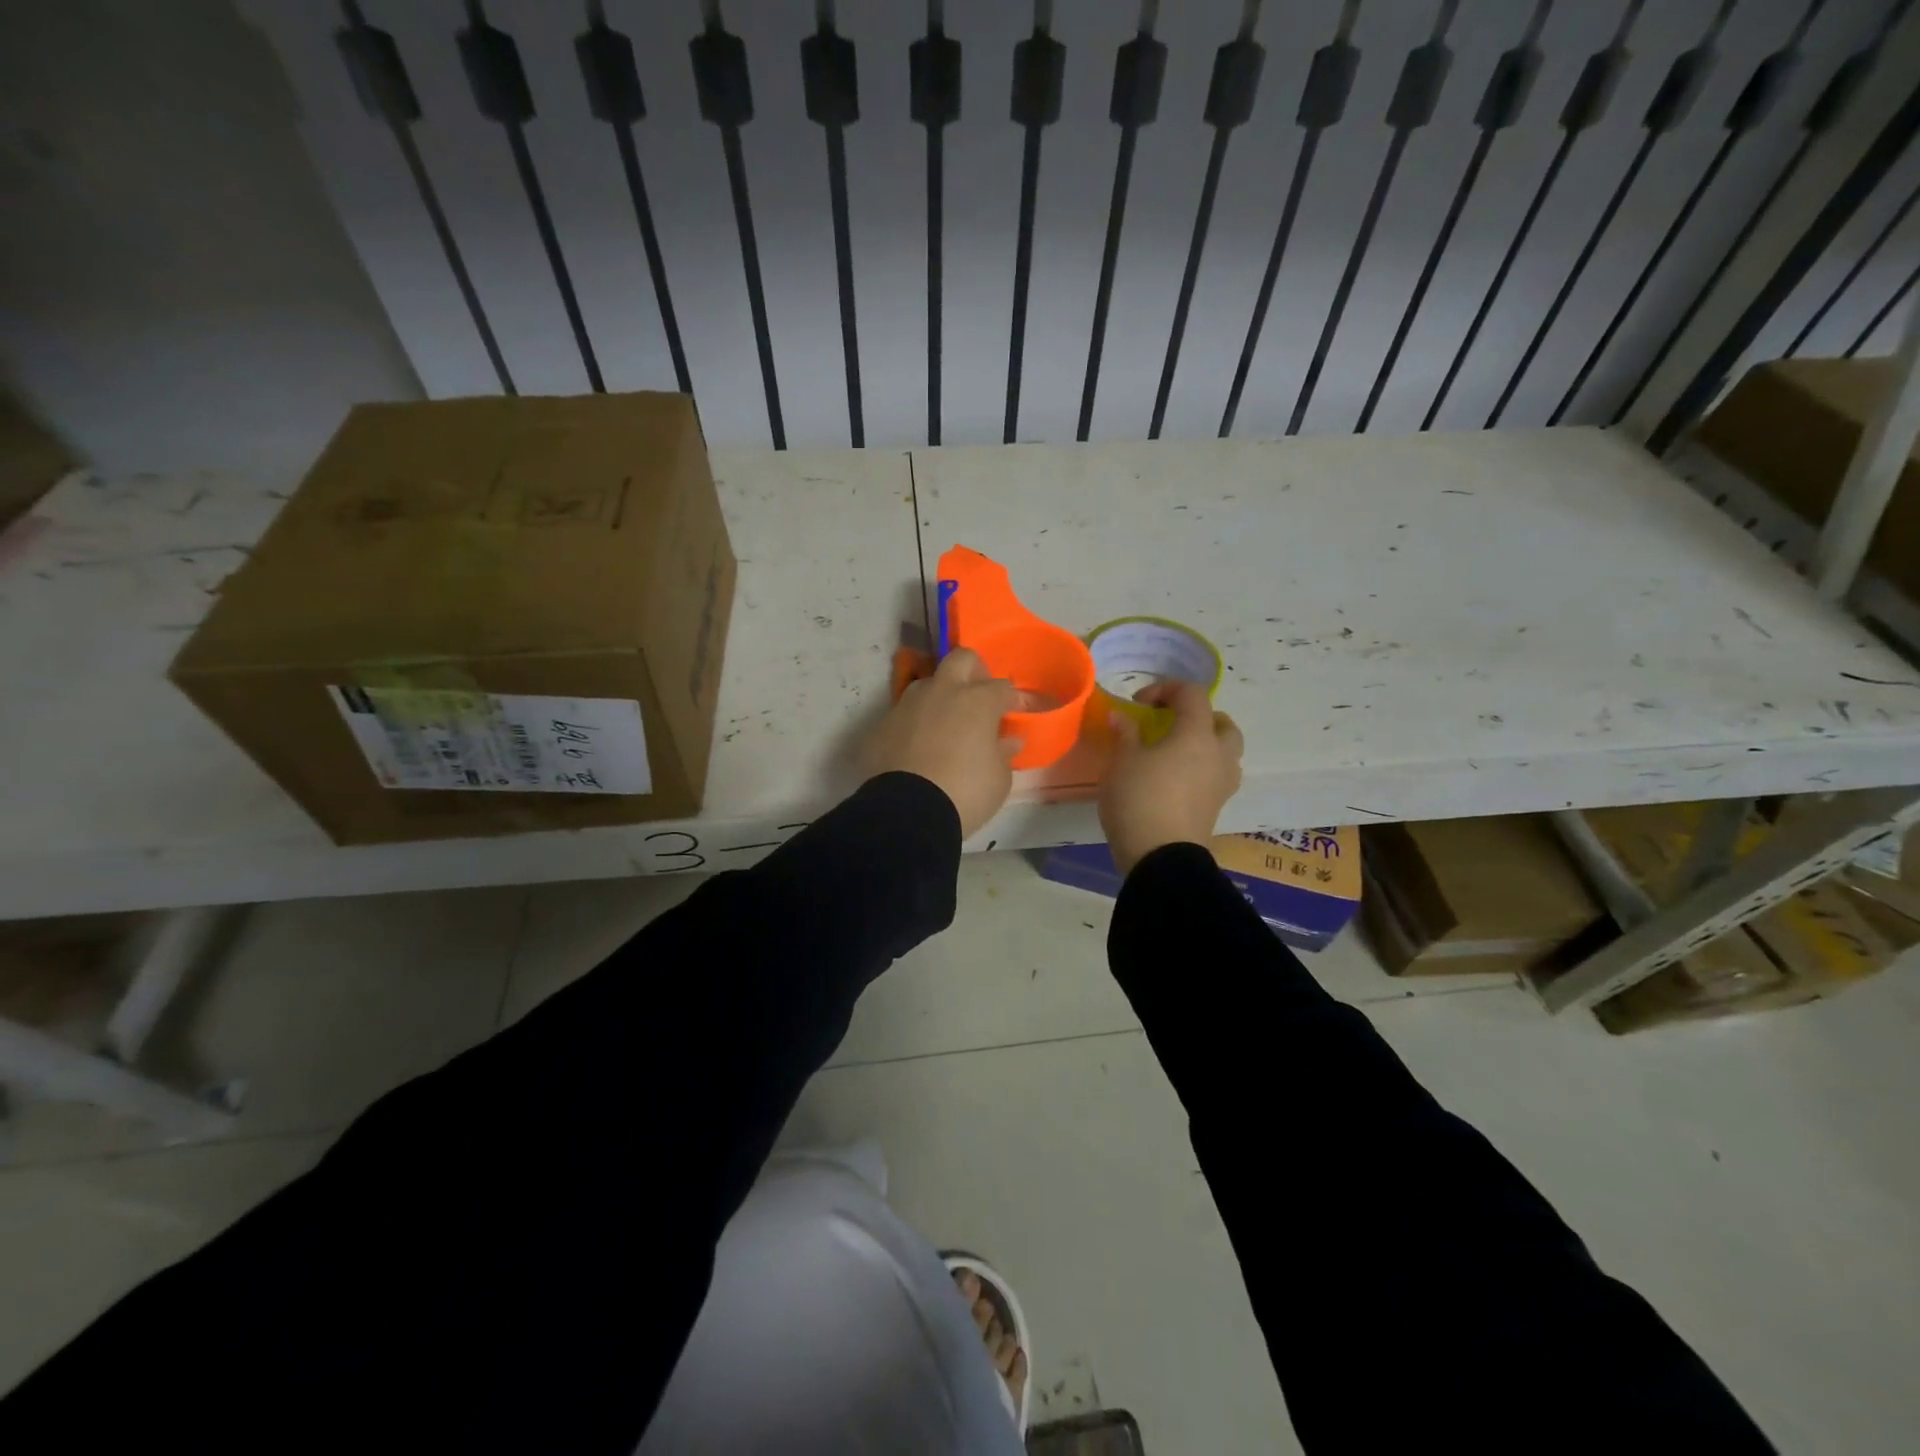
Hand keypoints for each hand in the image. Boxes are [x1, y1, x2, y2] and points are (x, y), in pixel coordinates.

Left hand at [866, 648, 1021, 836]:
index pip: (1002, 687)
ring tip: (944, 725)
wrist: (908, 812)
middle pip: (961, 659)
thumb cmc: (966, 792)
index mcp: (977, 701)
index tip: (1014, 713)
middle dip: (974, 671)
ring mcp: (908, 704)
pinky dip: (914, 724)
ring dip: (939, 696)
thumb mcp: (999, 779)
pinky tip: (917, 748)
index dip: (1011, 699)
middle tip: (978, 697)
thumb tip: (1007, 740)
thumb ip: (1004, 753)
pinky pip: (903, 714)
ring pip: (927, 683)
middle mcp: (942, 692)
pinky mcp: (882, 724)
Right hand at [1099, 681, 1243, 874]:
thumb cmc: (1139, 799)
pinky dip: (1201, 768)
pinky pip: (1216, 775)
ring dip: (1204, 744)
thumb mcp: (1122, 761)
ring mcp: (1222, 783)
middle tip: (1170, 723)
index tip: (1138, 704)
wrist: (1160, 856)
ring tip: (1174, 752)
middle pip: (1222, 722)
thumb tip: (1121, 717)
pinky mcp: (1216, 807)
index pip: (1192, 694)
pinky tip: (1175, 778)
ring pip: (1225, 751)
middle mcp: (1218, 754)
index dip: (1166, 689)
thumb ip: (1125, 733)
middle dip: (1197, 716)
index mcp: (1197, 734)